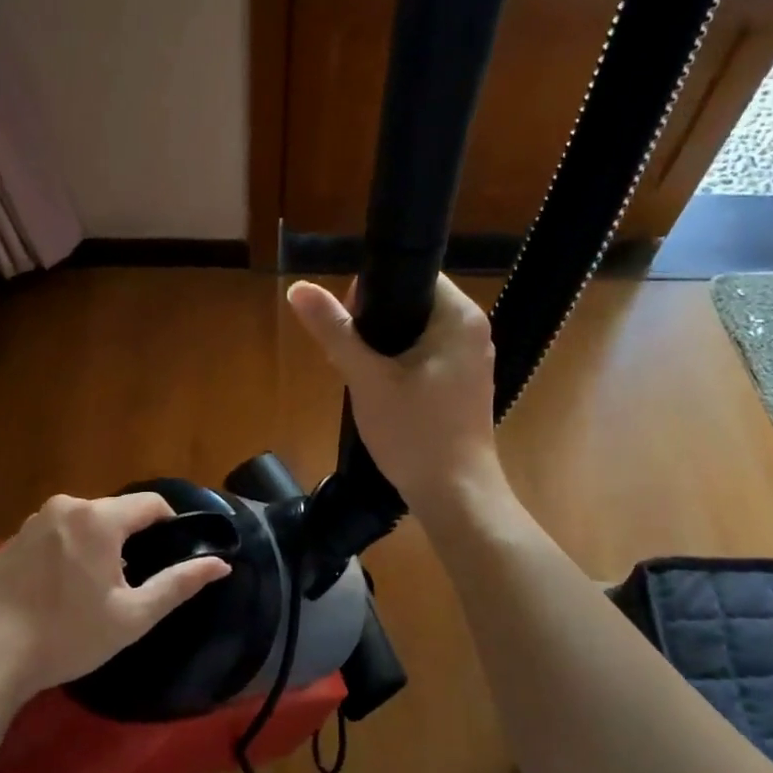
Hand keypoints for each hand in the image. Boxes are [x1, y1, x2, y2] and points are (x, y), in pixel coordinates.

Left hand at [0, 492, 230, 708]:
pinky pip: (57, 534)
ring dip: (98, 547)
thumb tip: (221, 564)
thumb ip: (179, 584)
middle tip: (130, 586)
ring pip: (85, 523)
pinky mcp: (13, 539)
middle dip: (130, 541)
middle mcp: (66, 507)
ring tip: (93, 592)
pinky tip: (61, 591)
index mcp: (98, 518)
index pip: (151, 504)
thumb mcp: (132, 616)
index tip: (172, 557)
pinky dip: (69, 552)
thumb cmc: (68, 636)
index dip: (170, 526)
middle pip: (116, 513)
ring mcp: (34, 521)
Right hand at [287, 274, 505, 519]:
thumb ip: (334, 331)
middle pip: (413, 304)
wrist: (455, 496)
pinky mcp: (465, 386)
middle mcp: (474, 331)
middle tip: (349, 358)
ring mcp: (472, 361)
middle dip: (374, 325)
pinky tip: (383, 394)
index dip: (372, 291)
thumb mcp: (366, 379)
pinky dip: (401, 367)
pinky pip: (427, 359)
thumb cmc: (414, 433)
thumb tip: (299, 288)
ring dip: (384, 349)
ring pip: (417, 334)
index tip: (347, 326)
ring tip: (361, 377)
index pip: (414, 276)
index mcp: (460, 316)